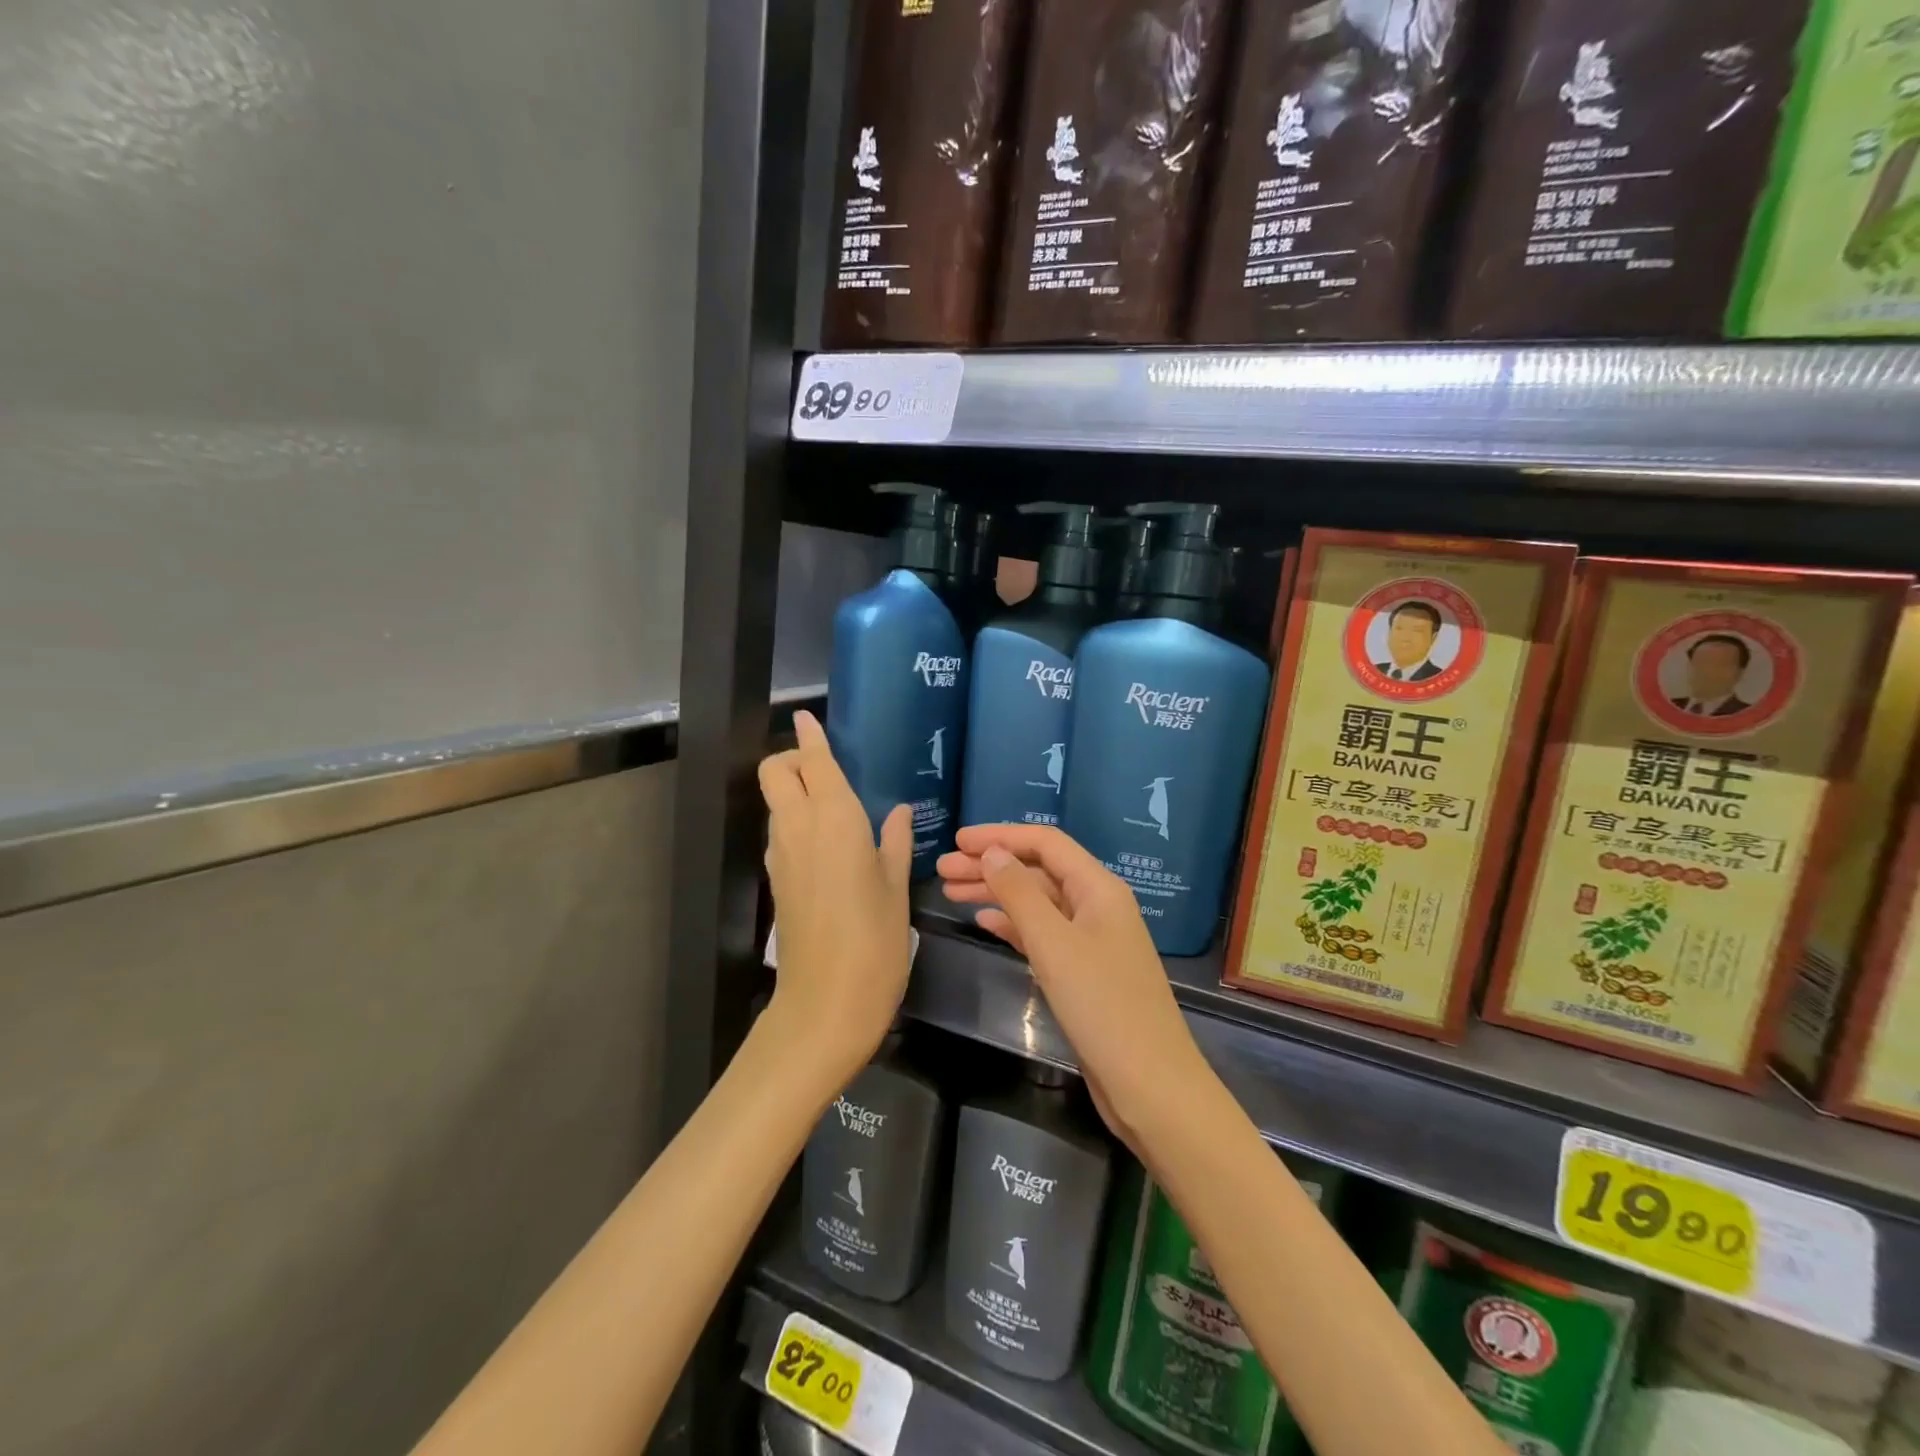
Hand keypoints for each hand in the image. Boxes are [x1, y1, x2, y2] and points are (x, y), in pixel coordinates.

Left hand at [758, 711, 913, 1084]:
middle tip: (830, 772)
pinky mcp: (776, 881)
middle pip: (776, 772)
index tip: (809, 717)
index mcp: (834, 819)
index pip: (813, 762)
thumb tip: (898, 812)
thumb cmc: (875, 940)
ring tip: (836, 807)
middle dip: (795, 760)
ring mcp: (781, 855)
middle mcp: (799, 828)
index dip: (810, 737)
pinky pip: (781, 833)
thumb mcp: (896, 888)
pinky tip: (829, 844)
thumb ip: (895, 842)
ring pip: (776, 803)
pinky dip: (795, 821)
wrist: (826, 1004)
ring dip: (795, 791)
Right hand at [937, 824, 1209, 1151]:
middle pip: (1038, 871)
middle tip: (942, 870)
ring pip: (1037, 903)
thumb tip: (992, 852)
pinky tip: (984, 921)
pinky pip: (1042, 934)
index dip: (1000, 836)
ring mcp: (1091, 940)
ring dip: (996, 893)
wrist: (1148, 1084)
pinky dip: (1013, 924)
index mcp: (1099, 888)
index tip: (957, 839)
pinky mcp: (1083, 971)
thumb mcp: (1054, 944)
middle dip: (991, 865)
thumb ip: (1020, 893)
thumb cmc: (1102, 1005)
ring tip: (951, 892)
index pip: (1046, 843)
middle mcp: (1097, 905)